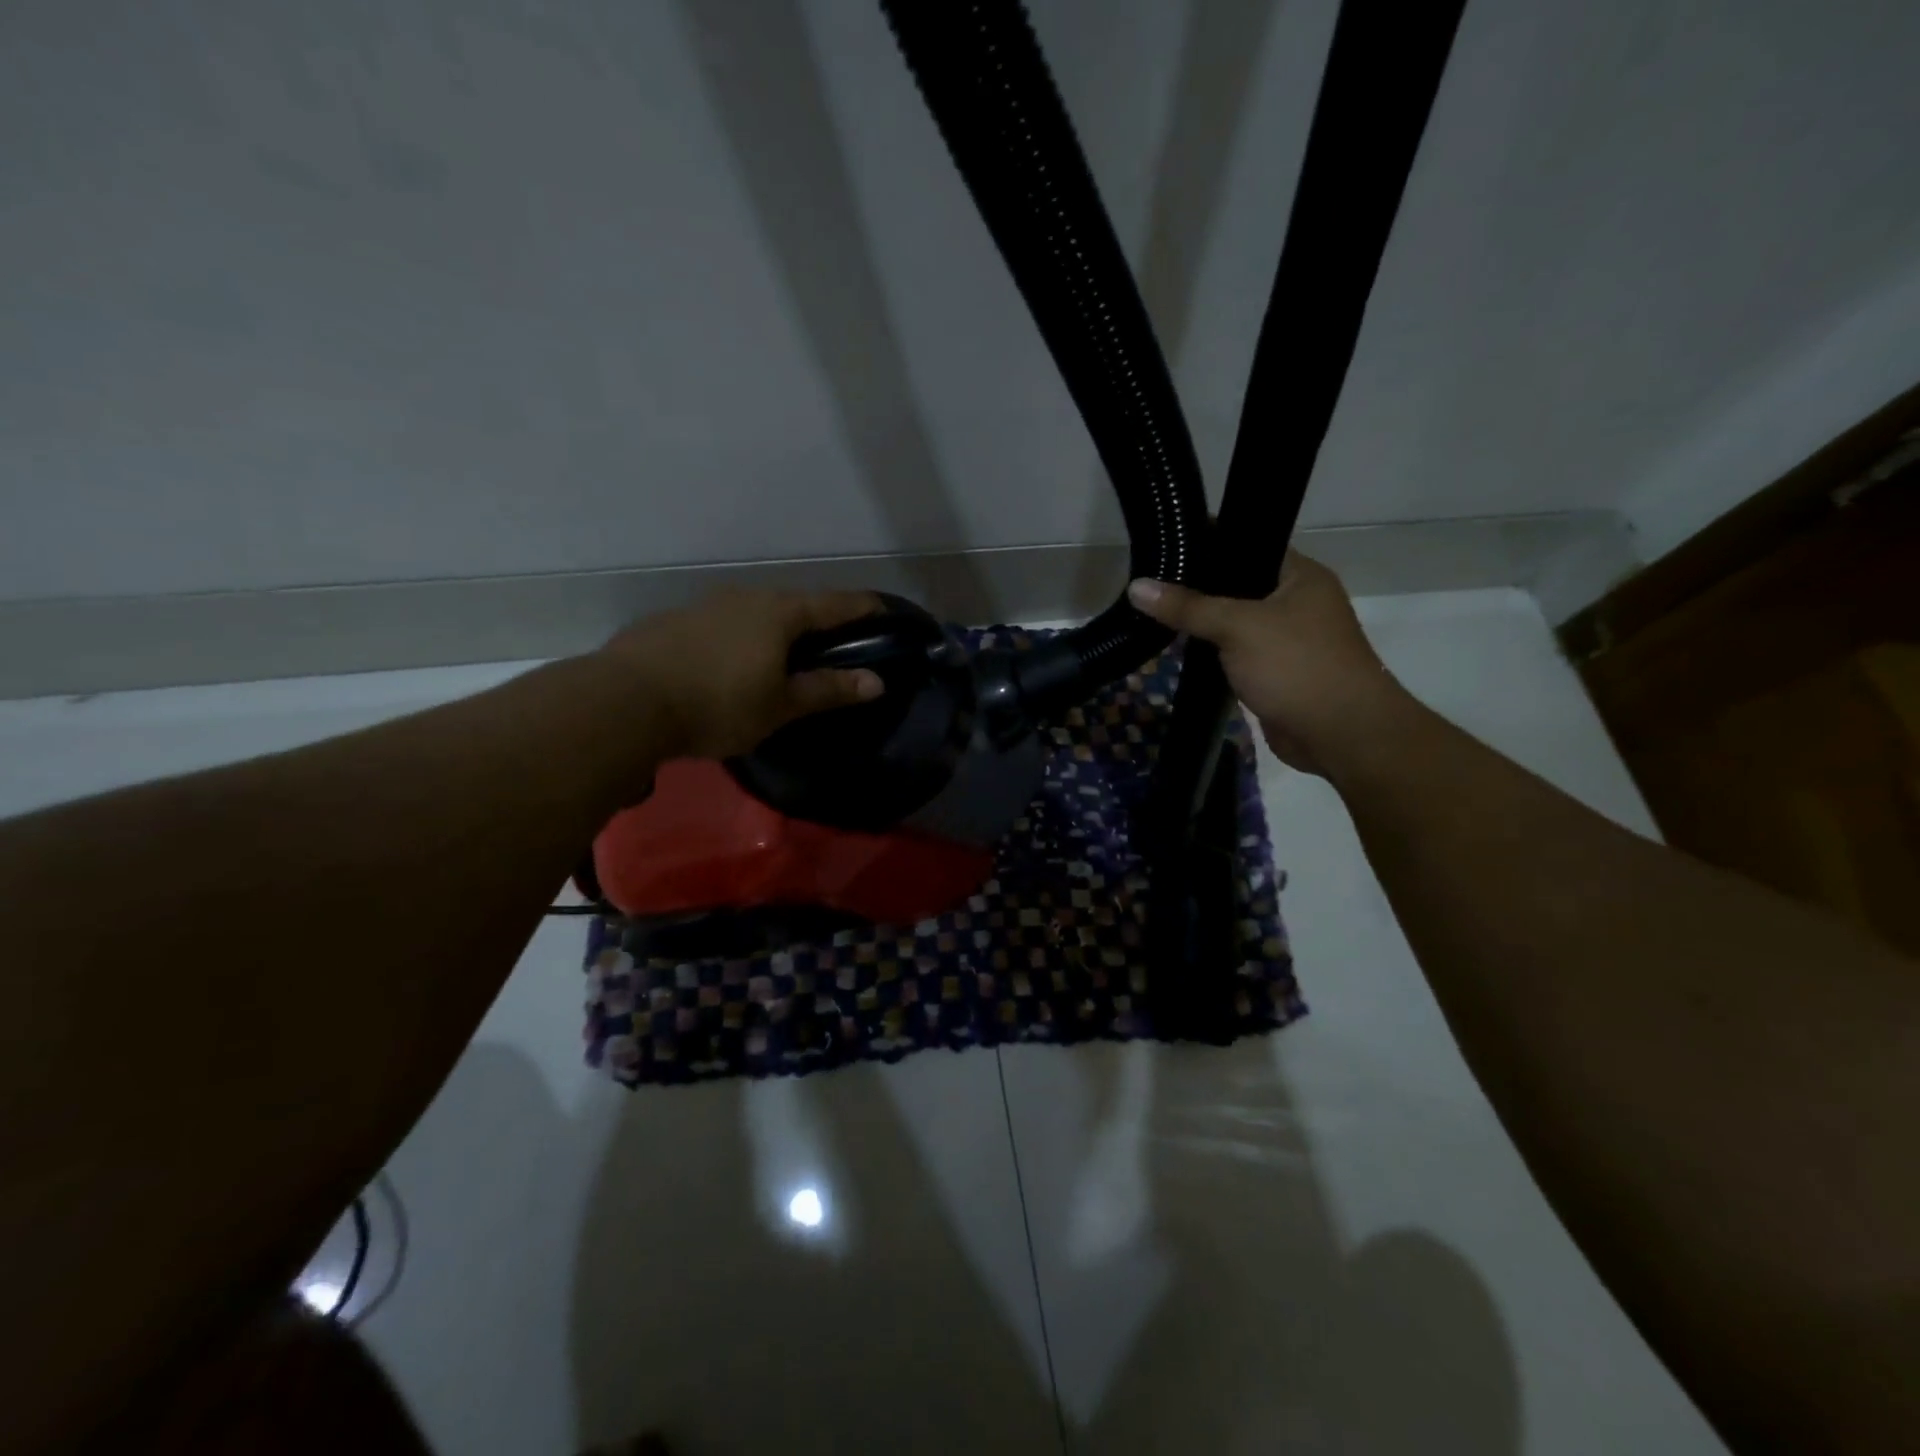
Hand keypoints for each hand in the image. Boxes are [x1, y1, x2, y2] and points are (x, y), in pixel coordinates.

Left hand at [596, 589, 883, 760]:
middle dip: (817, 619)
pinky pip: (721, 624)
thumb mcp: (780, 705)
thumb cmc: (718, 704)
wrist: (625, 701)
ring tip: (780, 653)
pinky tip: (728, 662)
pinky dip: (738, 637)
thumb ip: (828, 690)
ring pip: (754, 612)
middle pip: (793, 604)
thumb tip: (877, 682)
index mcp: (779, 613)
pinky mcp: (673, 621)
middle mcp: (745, 597)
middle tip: (833, 641)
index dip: (863, 607)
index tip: (884, 609)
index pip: (834, 604)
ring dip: (774, 628)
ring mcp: (705, 605)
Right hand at [1128, 552, 1408, 774]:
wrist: (1340, 734)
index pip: (1249, 546)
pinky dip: (1213, 654)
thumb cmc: (1296, 666)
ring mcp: (1287, 640)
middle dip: (1198, 589)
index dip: (1208, 545)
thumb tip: (1136, 587)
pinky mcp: (1276, 673)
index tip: (1165, 548)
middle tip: (1151, 584)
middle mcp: (1297, 602)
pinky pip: (1237, 654)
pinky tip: (1180, 651)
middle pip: (1238, 586)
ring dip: (1204, 626)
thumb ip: (1187, 607)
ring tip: (1155, 614)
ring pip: (1235, 623)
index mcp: (1301, 576)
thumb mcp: (1238, 627)